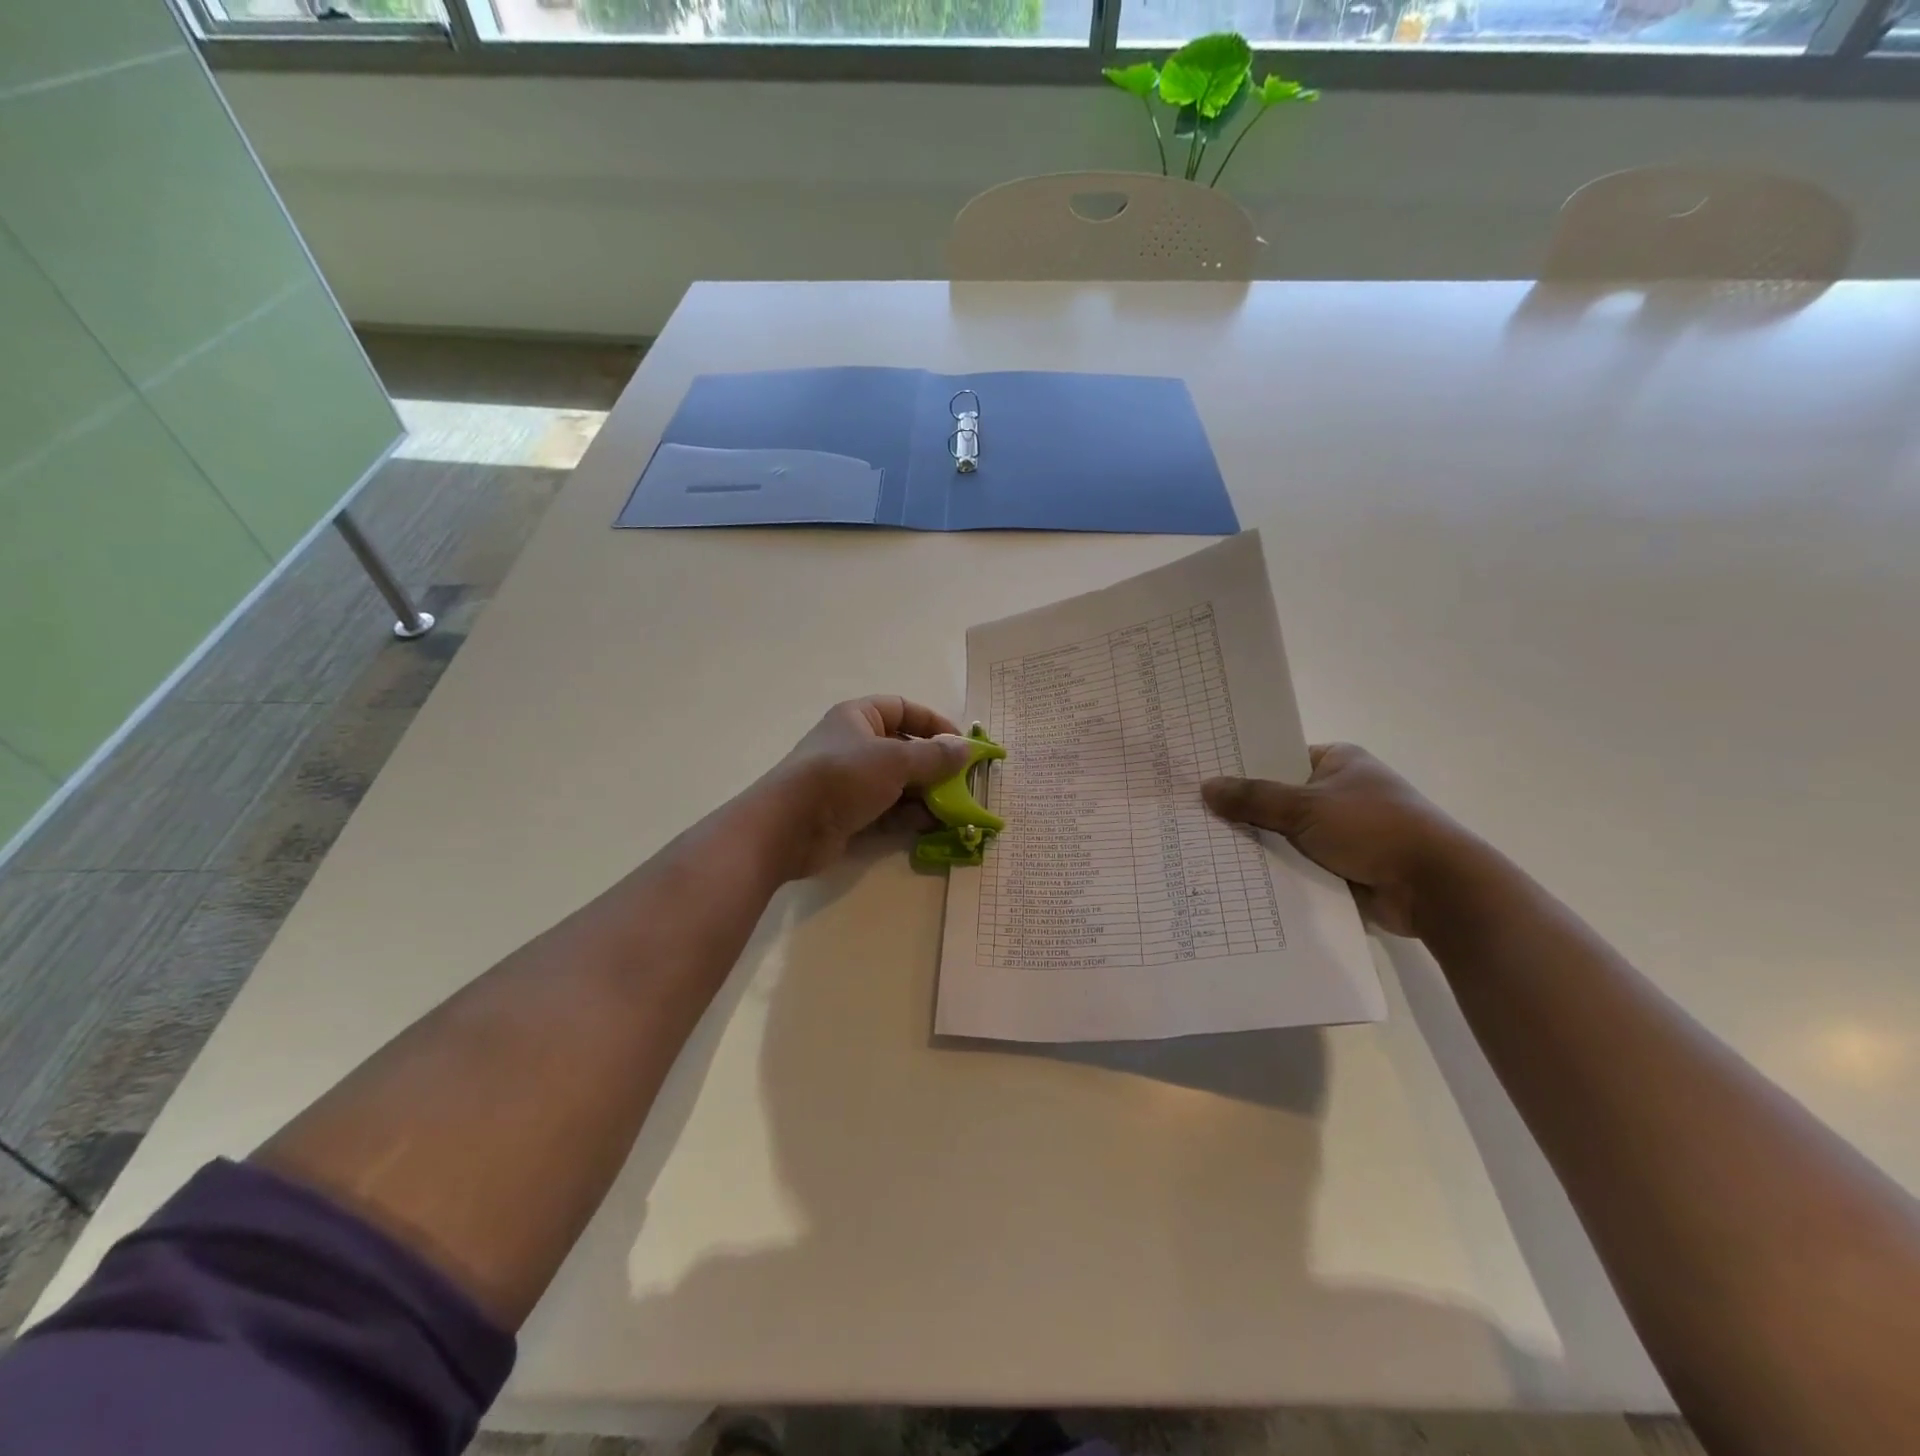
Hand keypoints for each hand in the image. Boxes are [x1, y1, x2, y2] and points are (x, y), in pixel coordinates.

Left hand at [752, 697, 973, 880]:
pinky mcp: (848, 815)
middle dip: (934, 766)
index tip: (961, 744)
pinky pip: (887, 811)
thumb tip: (966, 749)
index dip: (933, 724)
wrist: (788, 827)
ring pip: (897, 783)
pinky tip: (934, 826)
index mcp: (858, 717)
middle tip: (963, 783)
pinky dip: (909, 817)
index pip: (903, 709)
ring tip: (954, 809)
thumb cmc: (841, 777)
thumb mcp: (894, 760)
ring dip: (926, 795)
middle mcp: (853, 745)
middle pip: (903, 749)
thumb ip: (934, 757)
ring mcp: (850, 783)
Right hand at [1201, 744, 1478, 937]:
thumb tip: (1206, 787)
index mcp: (1338, 761)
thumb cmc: (1373, 828)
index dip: (1242, 767)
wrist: (1434, 888)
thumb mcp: (1306, 807)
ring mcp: (1342, 831)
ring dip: (1259, 843)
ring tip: (1203, 846)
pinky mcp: (1343, 865)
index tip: (1202, 777)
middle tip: (1193, 815)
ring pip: (1285, 833)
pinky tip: (1235, 875)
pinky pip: (1298, 862)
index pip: (1278, 757)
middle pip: (1278, 797)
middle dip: (1244, 810)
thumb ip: (1254, 798)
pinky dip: (1276, 869)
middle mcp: (1339, 791)